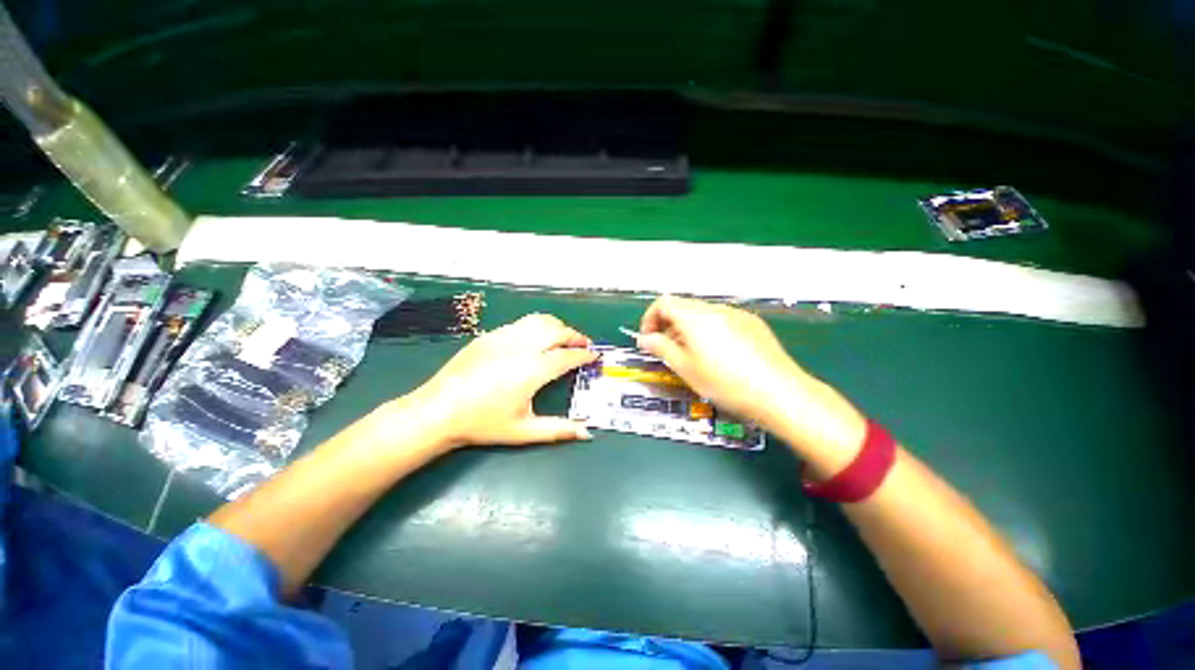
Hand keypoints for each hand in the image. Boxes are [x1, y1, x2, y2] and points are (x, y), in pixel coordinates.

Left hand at [404, 314, 596, 450]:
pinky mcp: (490, 335)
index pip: (568, 355)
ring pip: (540, 321)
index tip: (595, 356)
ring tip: (563, 338)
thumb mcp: (524, 431)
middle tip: (583, 345)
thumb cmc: (483, 423)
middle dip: (575, 336)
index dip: (585, 355)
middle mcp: (523, 347)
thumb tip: (587, 433)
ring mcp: (504, 337)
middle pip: (558, 331)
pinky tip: (534, 340)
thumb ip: (559, 430)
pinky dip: (537, 327)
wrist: (439, 410)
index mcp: (534, 370)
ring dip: (557, 326)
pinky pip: (521, 324)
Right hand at [637, 296, 864, 456]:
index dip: (650, 320)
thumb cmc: (724, 382)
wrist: (779, 393)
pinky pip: (722, 320)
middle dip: (668, 325)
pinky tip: (719, 356)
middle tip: (668, 351)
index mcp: (694, 316)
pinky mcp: (752, 324)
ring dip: (689, 329)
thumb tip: (645, 339)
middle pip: (682, 307)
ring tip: (693, 356)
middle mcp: (715, 308)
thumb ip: (661, 348)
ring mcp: (737, 314)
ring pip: (702, 314)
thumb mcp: (685, 368)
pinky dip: (710, 331)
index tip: (649, 341)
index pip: (663, 303)